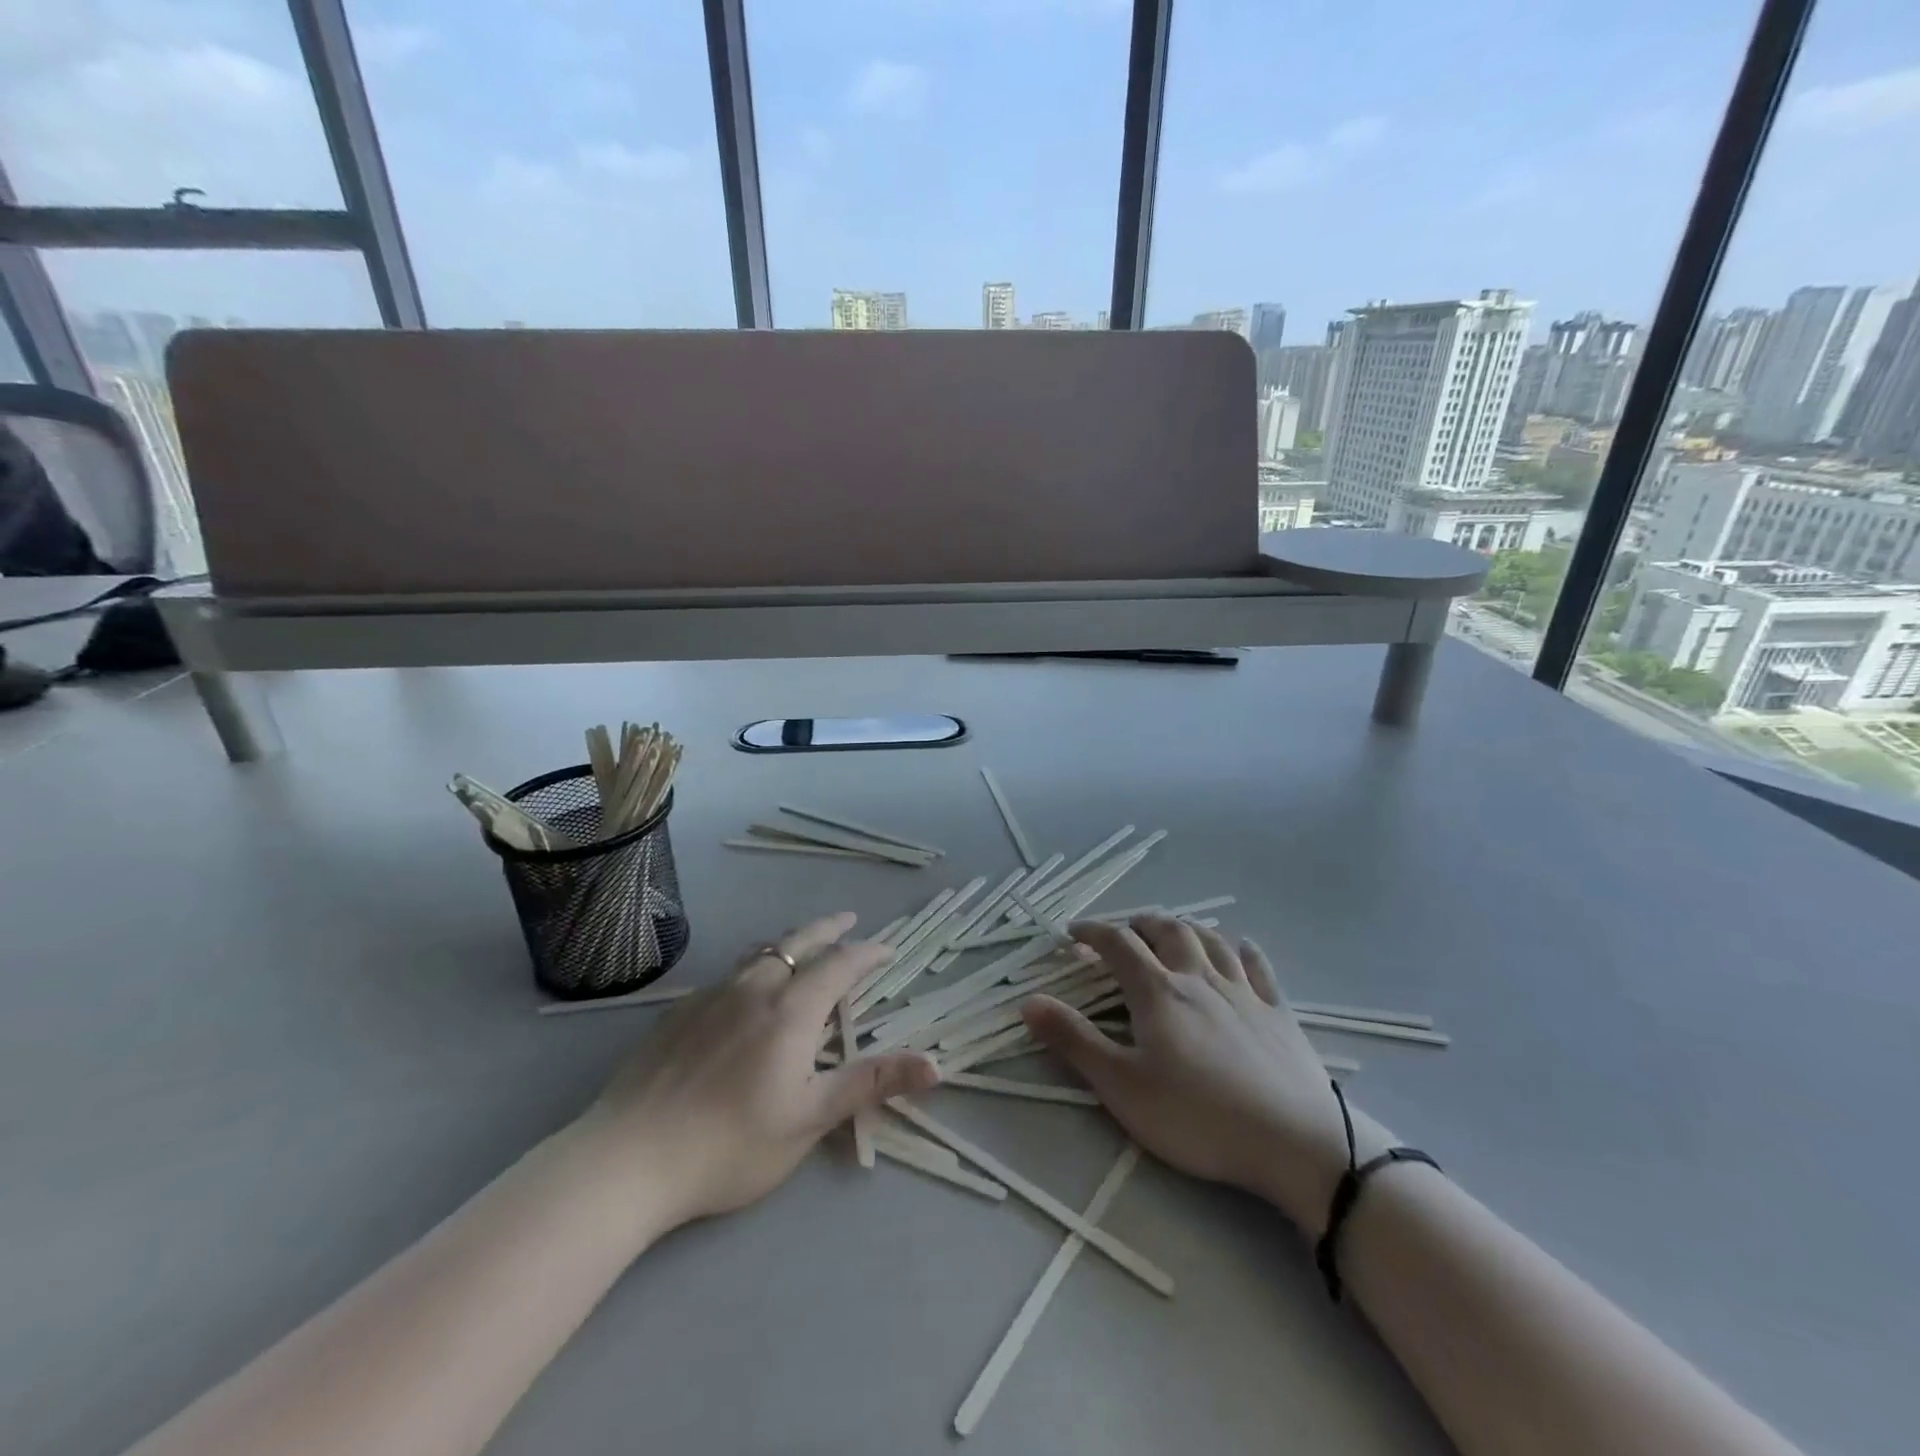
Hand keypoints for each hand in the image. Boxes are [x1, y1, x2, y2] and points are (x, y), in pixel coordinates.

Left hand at [576, 912, 938, 1233]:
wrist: (627, 1159)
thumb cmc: (730, 1144)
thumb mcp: (809, 1119)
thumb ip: (871, 1084)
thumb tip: (935, 1065)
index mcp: (791, 1010)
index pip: (840, 965)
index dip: (867, 953)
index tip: (887, 949)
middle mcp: (754, 988)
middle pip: (798, 943)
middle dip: (829, 929)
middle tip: (848, 919)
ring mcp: (711, 996)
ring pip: (759, 954)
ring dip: (788, 944)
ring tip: (800, 947)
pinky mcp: (679, 1012)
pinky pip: (728, 975)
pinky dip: (752, 968)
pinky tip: (744, 992)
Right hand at [1020, 915, 1349, 1232]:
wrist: (1295, 1142)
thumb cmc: (1198, 1116)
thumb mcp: (1122, 1086)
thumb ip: (1074, 1041)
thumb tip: (1028, 1001)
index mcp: (1158, 991)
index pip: (1118, 944)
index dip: (1091, 932)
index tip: (1072, 933)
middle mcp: (1199, 978)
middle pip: (1166, 930)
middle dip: (1138, 923)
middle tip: (1122, 931)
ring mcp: (1243, 992)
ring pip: (1210, 939)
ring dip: (1185, 927)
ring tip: (1171, 930)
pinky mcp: (1278, 1012)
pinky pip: (1258, 966)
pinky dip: (1242, 949)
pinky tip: (1239, 947)